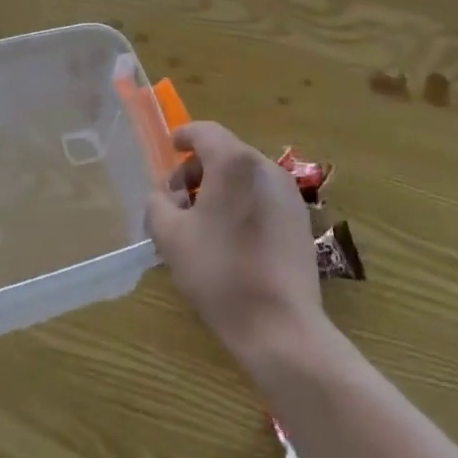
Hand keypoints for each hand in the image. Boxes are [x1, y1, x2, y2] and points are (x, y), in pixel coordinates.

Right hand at [146, 122, 325, 362]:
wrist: (281, 326)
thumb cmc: (220, 273)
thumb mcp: (171, 238)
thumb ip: (158, 205)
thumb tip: (163, 196)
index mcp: (234, 163)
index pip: (205, 132)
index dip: (184, 136)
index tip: (170, 149)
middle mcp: (266, 168)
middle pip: (226, 153)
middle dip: (197, 170)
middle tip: (177, 201)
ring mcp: (289, 194)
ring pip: (245, 176)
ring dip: (220, 187)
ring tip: (201, 223)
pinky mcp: (300, 220)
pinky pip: (263, 196)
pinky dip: (242, 202)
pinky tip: (230, 238)